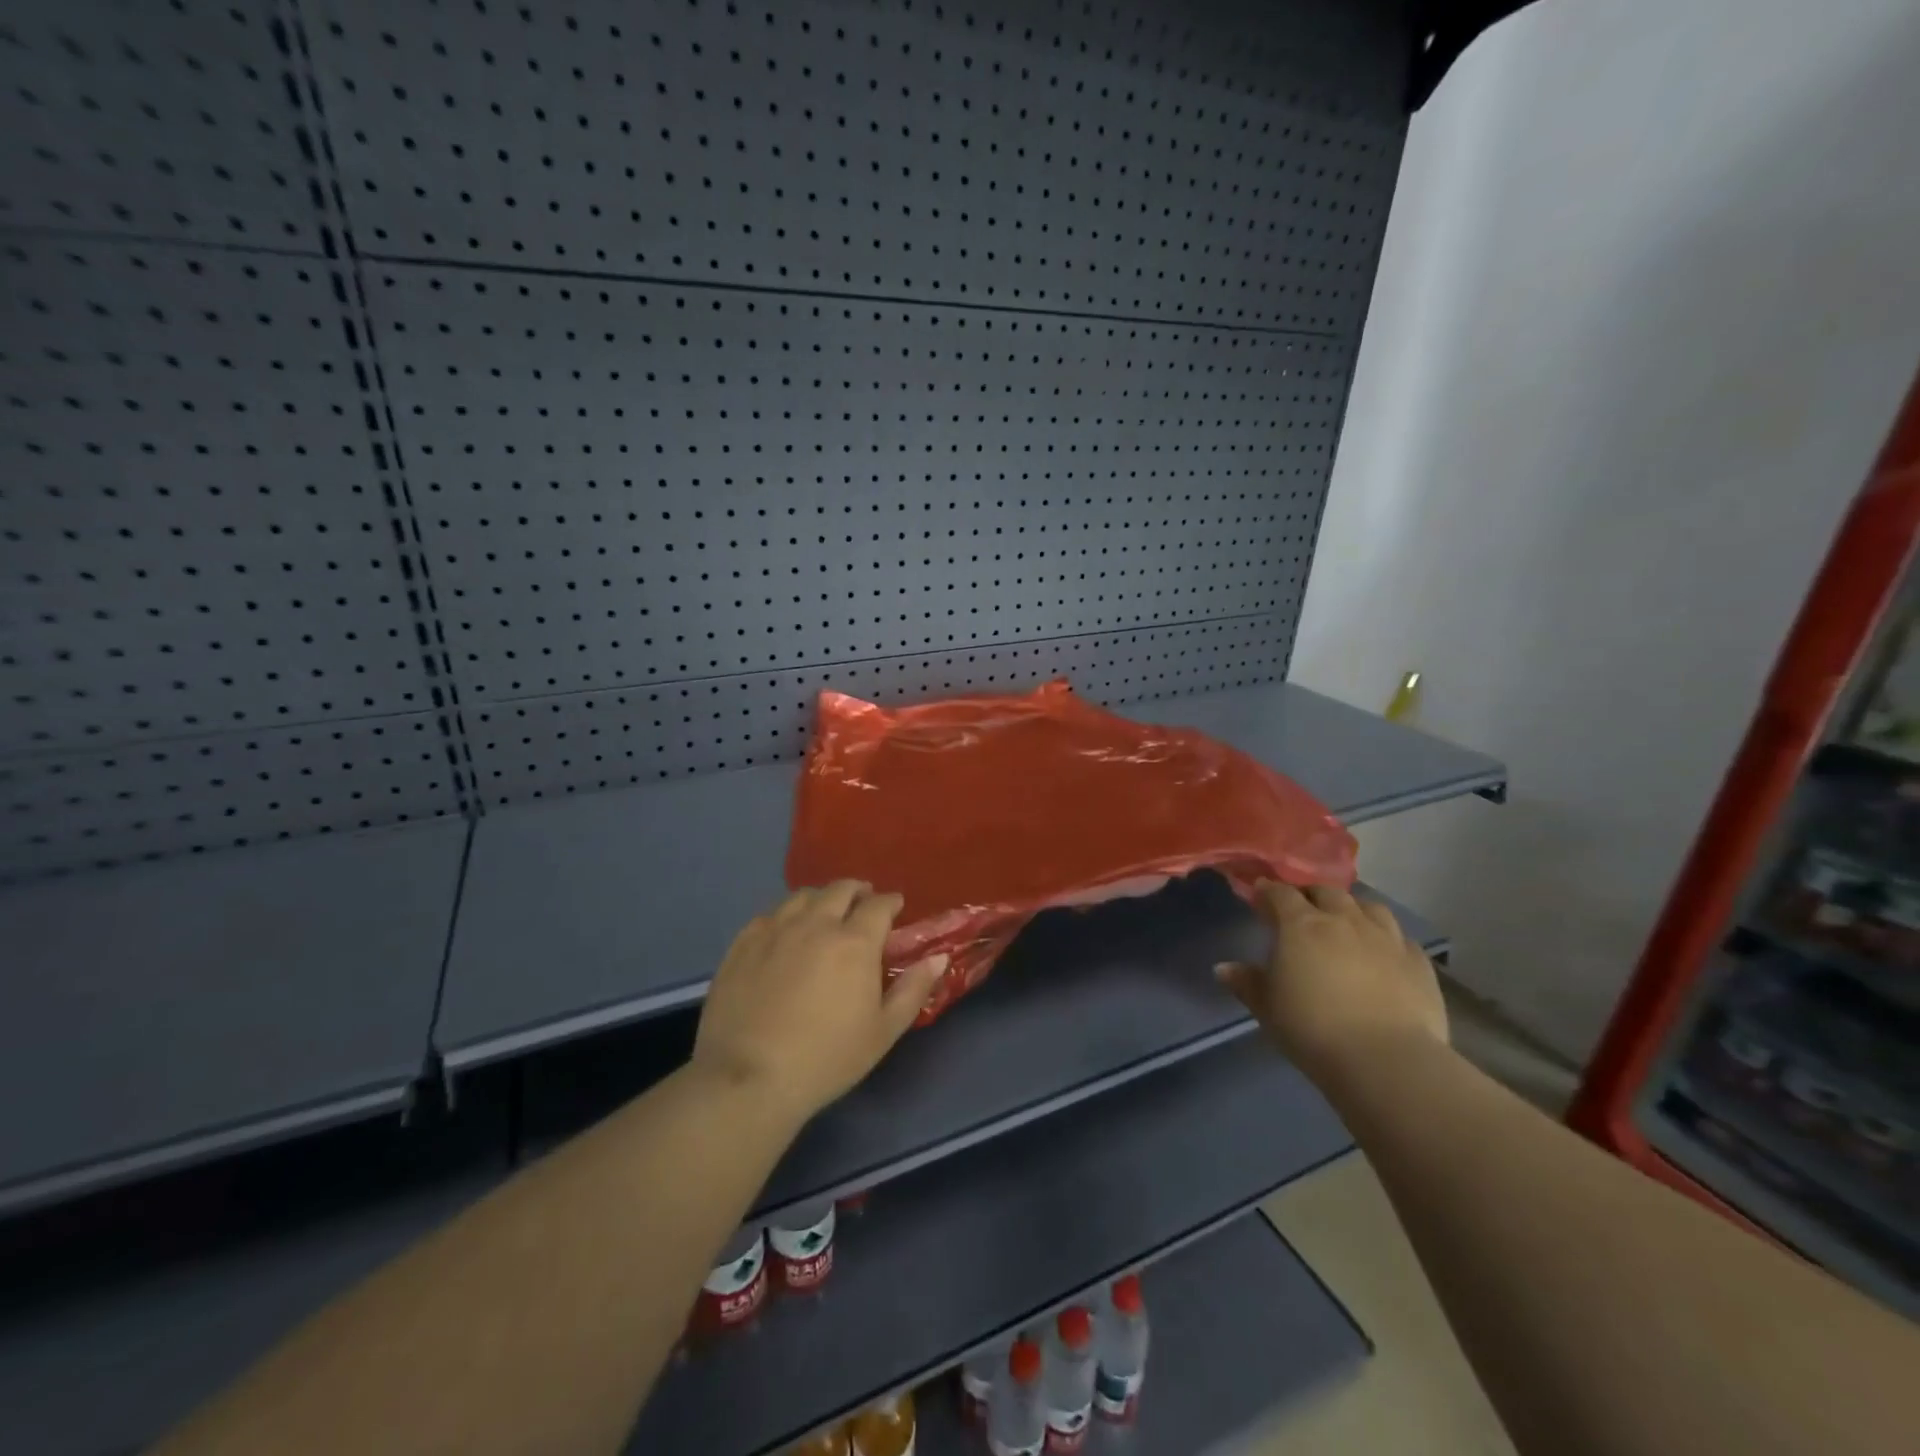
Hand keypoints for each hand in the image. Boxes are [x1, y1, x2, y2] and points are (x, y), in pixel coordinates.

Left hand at [691, 881, 946, 1119]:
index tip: (896, 907)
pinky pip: (769, 915)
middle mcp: (816, 924)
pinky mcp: (743, 944)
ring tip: (824, 913)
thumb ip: (913, 989)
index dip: (891, 902)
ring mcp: (775, 930)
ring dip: (821, 898)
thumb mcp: (883, 1031)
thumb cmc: (827, 1058)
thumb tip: (938, 957)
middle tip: (863, 903)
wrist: (749, 1078)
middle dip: (857, 891)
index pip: (879, 905)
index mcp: (855, 941)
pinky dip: (785, 915)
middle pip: (840, 890)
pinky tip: (785, 931)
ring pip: (802, 896)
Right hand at [1215, 882, 1447, 1086]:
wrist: (1387, 1061)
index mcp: (1301, 925)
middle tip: (1302, 910)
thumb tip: (1223, 968)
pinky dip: (1386, 938)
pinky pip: (1400, 937)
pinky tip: (1382, 953)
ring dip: (1352, 908)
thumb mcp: (1267, 1008)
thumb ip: (1247, 983)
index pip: (1280, 894)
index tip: (1259, 895)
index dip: (1267, 891)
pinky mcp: (1418, 962)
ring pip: (1368, 906)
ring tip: (1345, 922)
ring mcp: (1386, 938)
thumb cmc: (1313, 1029)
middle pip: (1326, 892)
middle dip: (1311, 895)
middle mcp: (1344, 920)